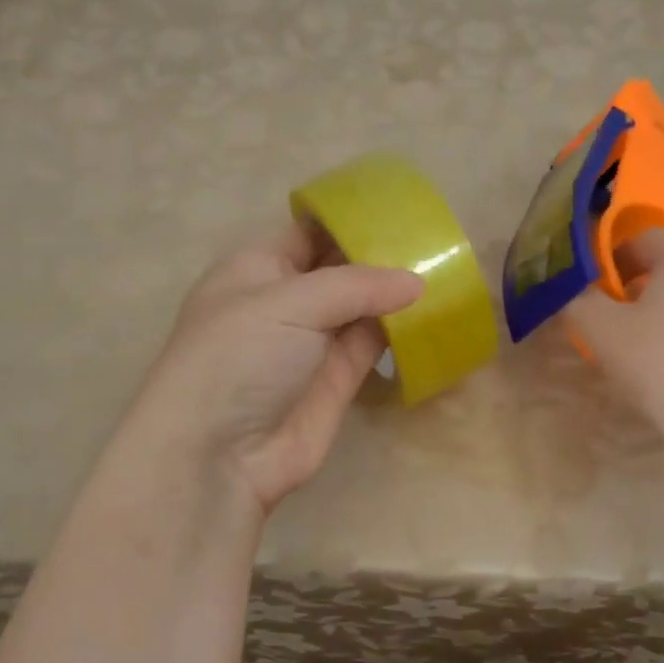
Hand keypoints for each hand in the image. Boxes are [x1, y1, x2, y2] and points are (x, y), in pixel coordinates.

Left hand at [129, 222, 422, 514]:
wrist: (219, 454)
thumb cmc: (238, 357)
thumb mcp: (288, 303)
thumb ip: (355, 285)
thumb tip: (416, 282)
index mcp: (257, 270)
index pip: (308, 232)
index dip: (348, 220)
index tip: (399, 207)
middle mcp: (284, 302)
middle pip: (339, 269)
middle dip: (378, 255)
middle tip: (434, 237)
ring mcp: (312, 343)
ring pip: (360, 307)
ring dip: (394, 293)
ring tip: (444, 267)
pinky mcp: (337, 381)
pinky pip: (372, 344)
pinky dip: (398, 331)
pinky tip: (431, 312)